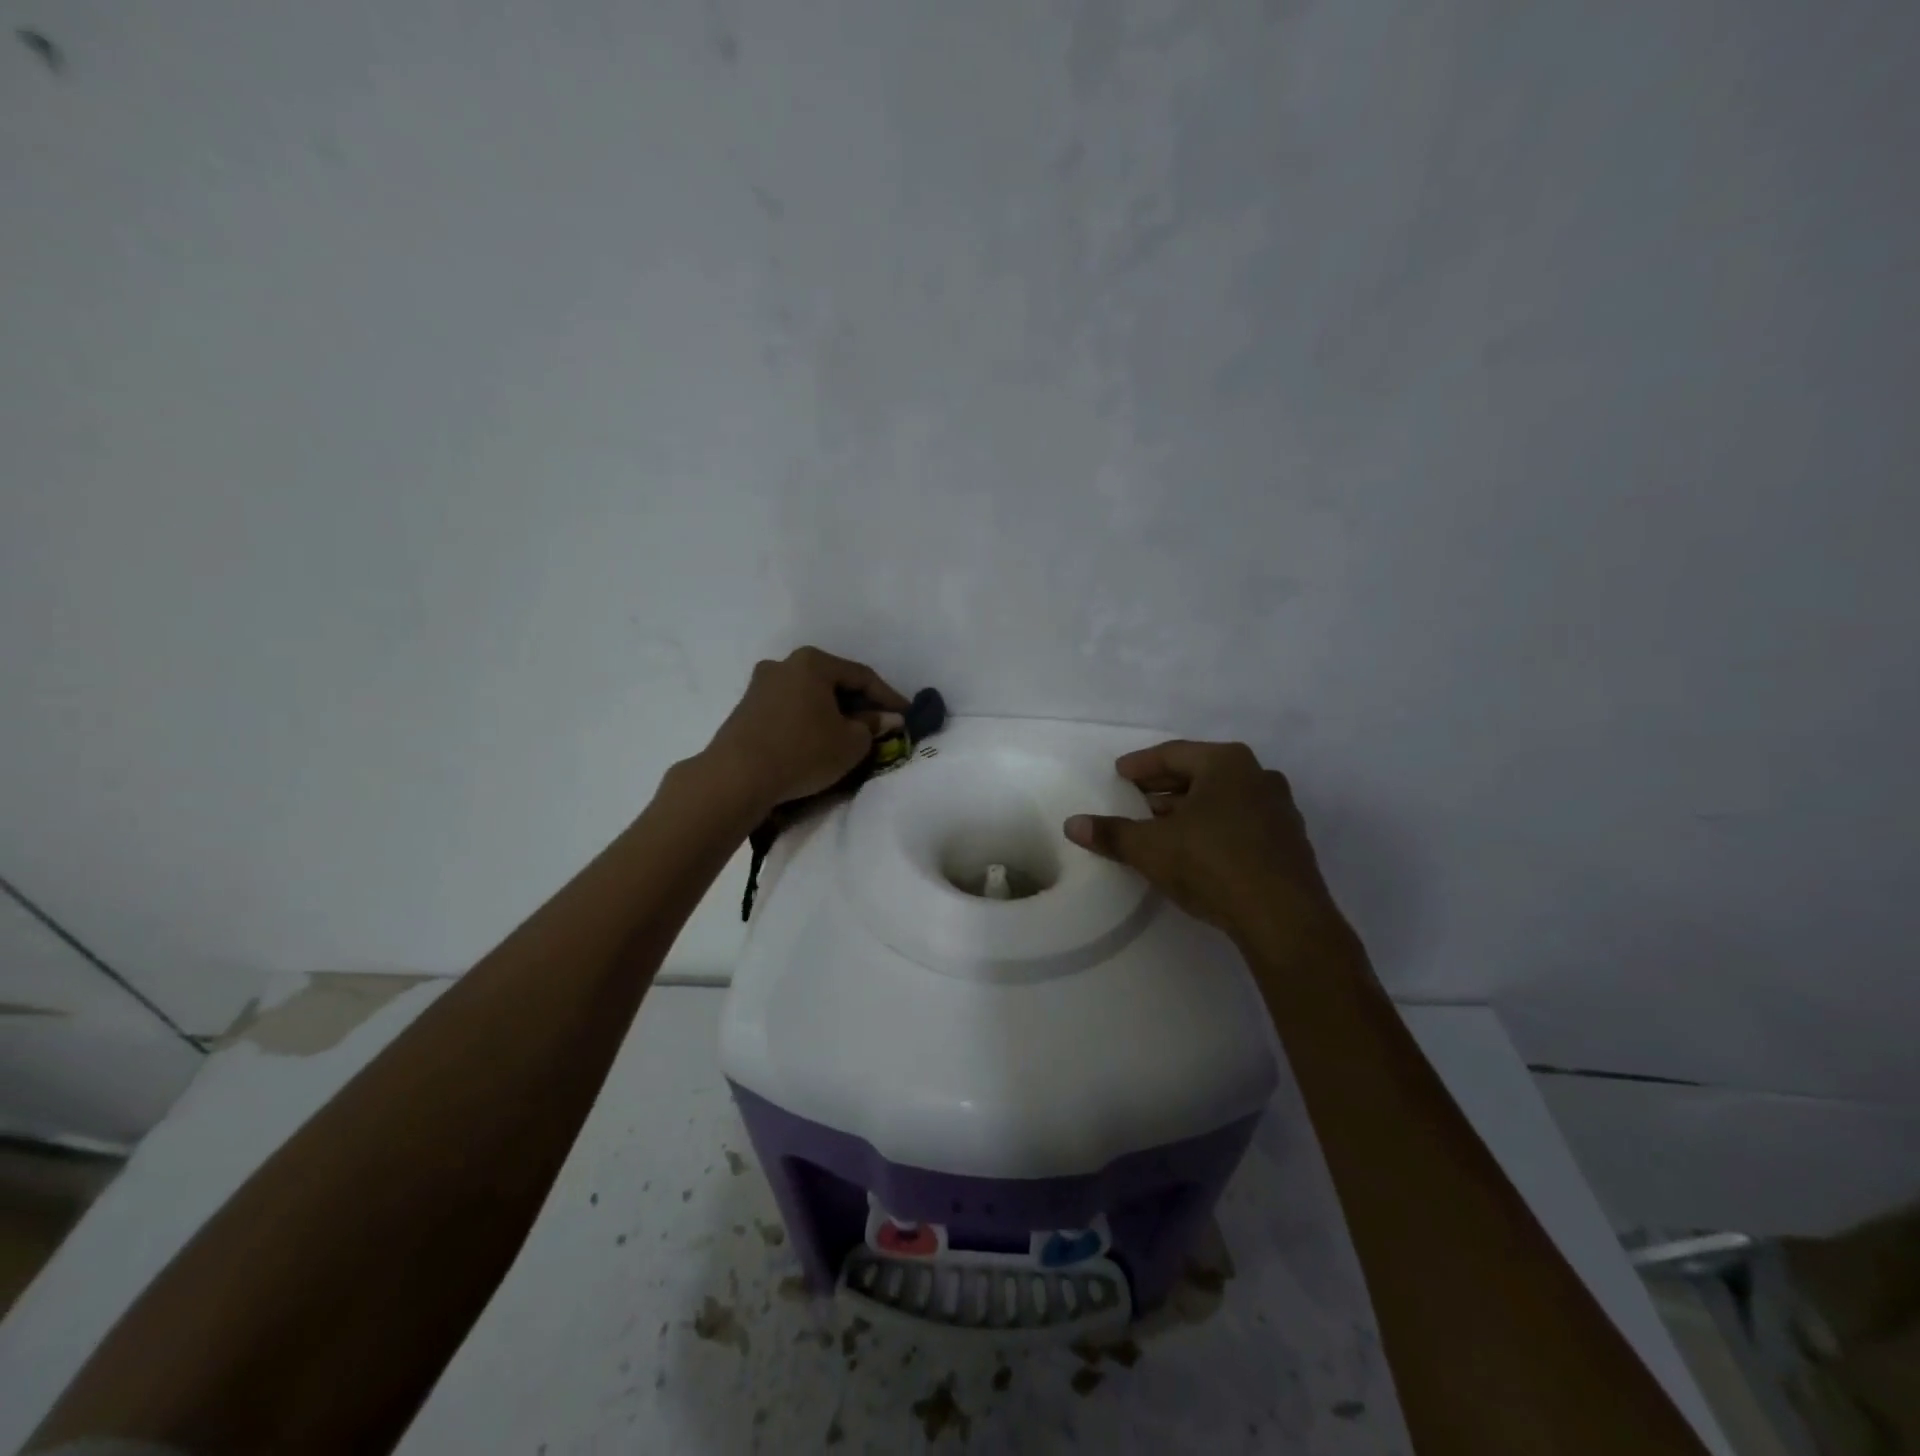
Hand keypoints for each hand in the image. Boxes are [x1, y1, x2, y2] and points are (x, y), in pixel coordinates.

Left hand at [702, 647, 908, 812]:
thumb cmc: (803, 752)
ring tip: (850, 736)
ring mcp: (760, 686)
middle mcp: (784, 664)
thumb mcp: (851, 743)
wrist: (736, 777)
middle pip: (834, 682)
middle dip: (859, 704)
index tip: (907, 716)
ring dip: (833, 714)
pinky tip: (818, 742)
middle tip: (880, 726)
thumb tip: (887, 719)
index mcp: (813, 662)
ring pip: (810, 696)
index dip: (889, 697)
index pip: (862, 676)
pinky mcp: (746, 709)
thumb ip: (873, 726)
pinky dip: (809, 722)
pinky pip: (790, 710)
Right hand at [1063, 740, 1352, 952]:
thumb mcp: (1151, 848)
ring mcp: (1280, 810)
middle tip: (1136, 799)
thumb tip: (1072, 824)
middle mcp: (1258, 776)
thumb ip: (1112, 834)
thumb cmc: (1212, 864)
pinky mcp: (1290, 843)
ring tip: (1161, 825)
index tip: (1120, 774)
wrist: (1284, 919)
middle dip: (1165, 787)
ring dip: (1190, 809)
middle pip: (1201, 774)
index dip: (1141, 765)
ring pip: (1223, 799)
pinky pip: (1242, 823)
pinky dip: (1215, 828)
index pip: (1173, 754)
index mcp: (1226, 763)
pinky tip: (1197, 850)